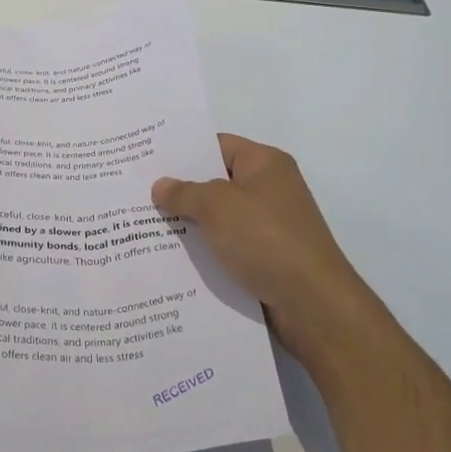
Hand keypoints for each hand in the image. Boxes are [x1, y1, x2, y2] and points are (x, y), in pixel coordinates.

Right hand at [152, 134, 365, 353]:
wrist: (313, 305)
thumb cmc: (266, 240)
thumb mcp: (217, 207)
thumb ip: (184, 192)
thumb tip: (160, 185)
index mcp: (265, 164)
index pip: (217, 145)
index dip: (183, 151)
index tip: (147, 160)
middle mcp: (269, 190)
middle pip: (215, 182)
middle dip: (179, 190)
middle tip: (137, 193)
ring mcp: (269, 226)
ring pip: (218, 218)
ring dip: (188, 225)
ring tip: (142, 226)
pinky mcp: (266, 259)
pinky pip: (226, 247)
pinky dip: (203, 251)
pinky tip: (171, 259)